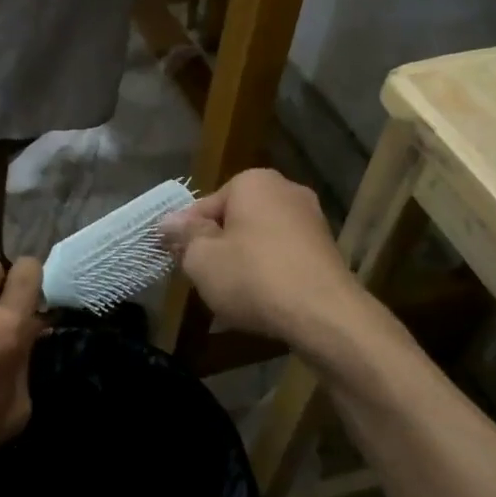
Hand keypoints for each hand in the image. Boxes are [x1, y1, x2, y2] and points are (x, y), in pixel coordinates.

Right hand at [159, 169, 360, 344]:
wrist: (324, 315)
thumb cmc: (253, 277)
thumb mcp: (202, 258)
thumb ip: (184, 236)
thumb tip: (168, 222)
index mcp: (253, 182)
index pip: (204, 205)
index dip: (185, 234)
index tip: (177, 260)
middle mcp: (285, 190)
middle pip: (234, 219)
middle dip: (217, 246)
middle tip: (202, 277)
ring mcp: (311, 219)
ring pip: (259, 239)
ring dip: (242, 261)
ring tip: (230, 294)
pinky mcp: (327, 249)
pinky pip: (283, 256)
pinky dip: (269, 273)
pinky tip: (261, 300)